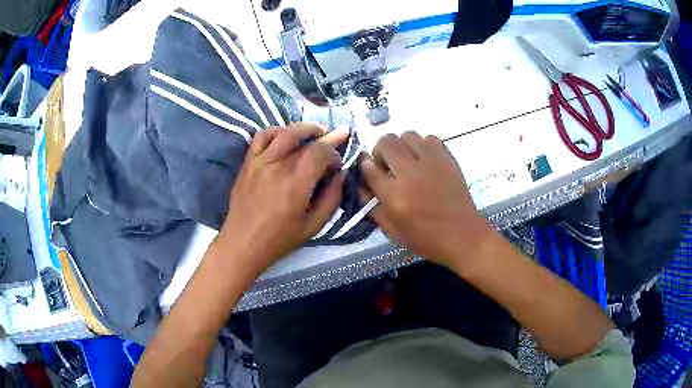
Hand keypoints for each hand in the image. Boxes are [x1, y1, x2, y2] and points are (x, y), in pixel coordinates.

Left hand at [217, 123, 347, 276]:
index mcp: (296, 184)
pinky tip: (285, 137)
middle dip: (324, 135)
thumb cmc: (279, 240)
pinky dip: (276, 131)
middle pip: (305, 138)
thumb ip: (332, 198)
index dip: (334, 152)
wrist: (242, 244)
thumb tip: (342, 175)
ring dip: (303, 128)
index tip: (337, 164)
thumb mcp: (313, 226)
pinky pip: (261, 137)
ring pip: (284, 131)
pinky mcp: (248, 163)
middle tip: (334, 138)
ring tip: (313, 133)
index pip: (320, 151)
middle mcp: (277, 167)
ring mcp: (259, 162)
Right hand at [360, 132, 494, 270]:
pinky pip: (430, 138)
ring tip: (407, 160)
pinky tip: (425, 160)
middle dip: (381, 150)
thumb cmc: (426, 239)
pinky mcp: (447, 159)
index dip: (363, 163)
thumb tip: (362, 186)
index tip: (365, 165)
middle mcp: (410, 173)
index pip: (369, 167)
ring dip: (402, 145)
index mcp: (394, 195)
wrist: (462, 236)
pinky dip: (423, 145)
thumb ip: (373, 207)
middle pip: (386, 142)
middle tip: (387, 164)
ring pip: (407, 135)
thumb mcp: (392, 231)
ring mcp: (431, 163)